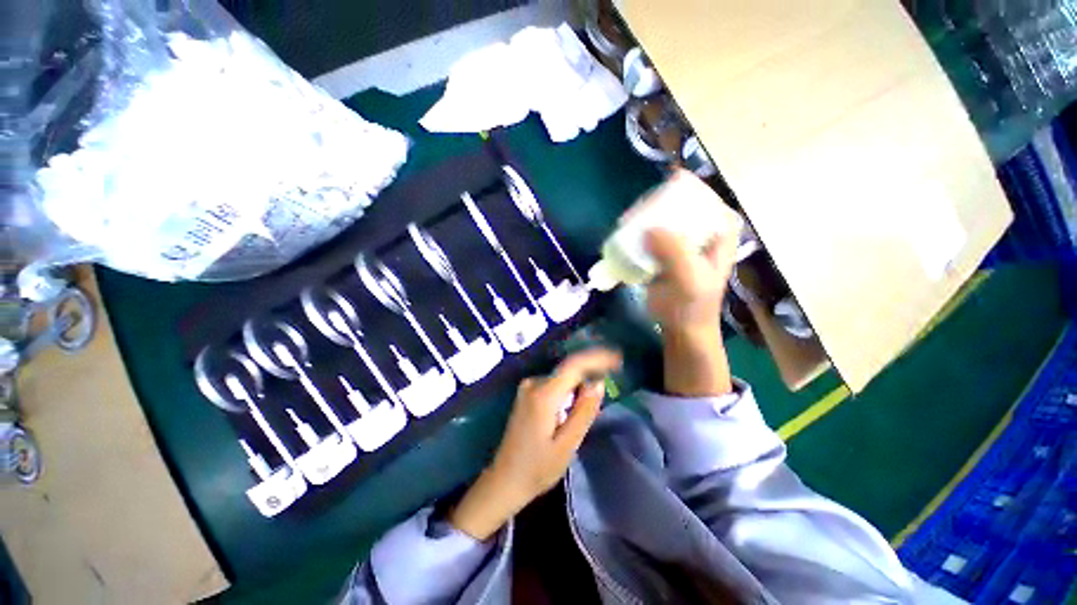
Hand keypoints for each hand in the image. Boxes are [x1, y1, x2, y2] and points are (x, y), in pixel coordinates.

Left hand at [448, 349, 621, 540]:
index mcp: (544, 394)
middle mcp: (534, 383)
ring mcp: (528, 387)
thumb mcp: (567, 445)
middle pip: (569, 370)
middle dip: (591, 373)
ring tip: (590, 405)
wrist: (505, 479)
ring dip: (580, 384)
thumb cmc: (538, 468)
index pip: (574, 365)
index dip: (597, 358)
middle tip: (608, 388)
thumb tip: (598, 383)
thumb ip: (584, 411)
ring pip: (563, 377)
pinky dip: (569, 390)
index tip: (618, 359)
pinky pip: (555, 384)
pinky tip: (573, 408)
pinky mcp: (527, 393)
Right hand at [643, 203, 740, 396]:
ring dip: (641, 219)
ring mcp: (684, 236)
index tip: (647, 207)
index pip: (697, 193)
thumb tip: (648, 227)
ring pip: (660, 215)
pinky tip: (625, 237)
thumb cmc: (692, 304)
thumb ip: (674, 251)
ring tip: (624, 228)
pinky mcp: (667, 248)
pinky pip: (650, 230)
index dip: (671, 193)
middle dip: (650, 208)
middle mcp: (704, 225)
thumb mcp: (689, 278)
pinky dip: (637, 232)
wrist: (682, 327)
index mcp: (720, 225)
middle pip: (675, 201)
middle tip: (630, 221)